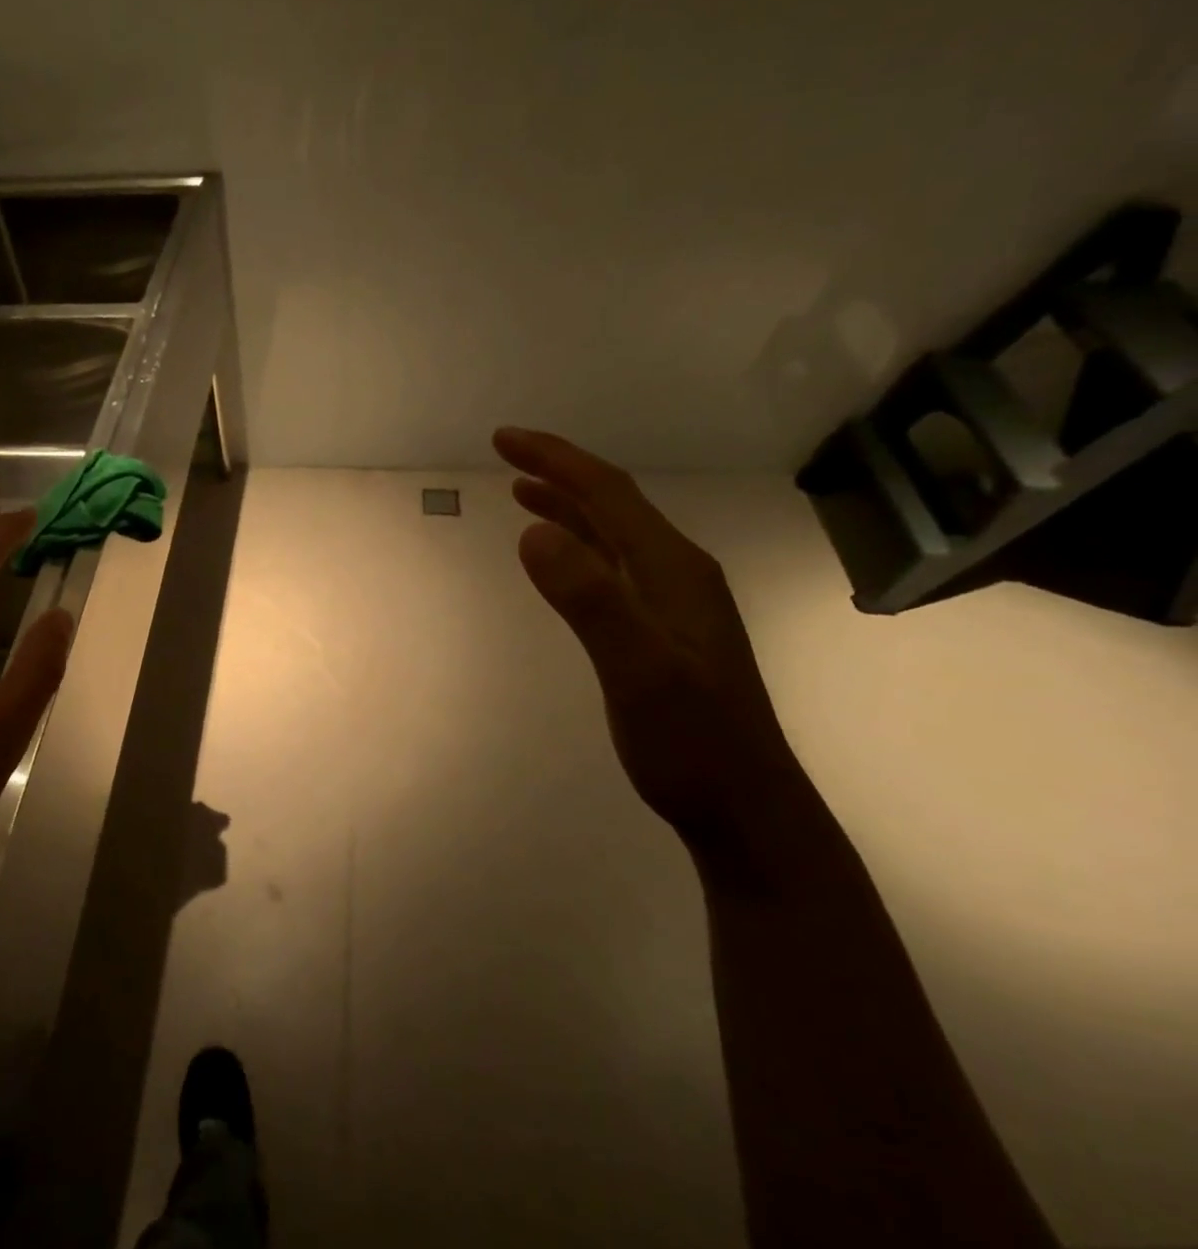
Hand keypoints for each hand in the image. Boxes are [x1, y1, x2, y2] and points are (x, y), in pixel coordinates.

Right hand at [493, 427, 803, 846]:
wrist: (746, 809)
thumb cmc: (691, 743)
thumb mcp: (638, 671)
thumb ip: (590, 600)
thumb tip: (532, 533)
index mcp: (674, 569)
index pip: (609, 495)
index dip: (556, 460)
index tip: (503, 440)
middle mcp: (678, 573)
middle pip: (614, 504)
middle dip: (560, 471)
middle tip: (507, 453)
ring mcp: (674, 603)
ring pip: (615, 534)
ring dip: (569, 505)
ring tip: (523, 490)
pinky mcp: (663, 630)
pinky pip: (614, 566)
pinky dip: (581, 544)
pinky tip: (564, 555)